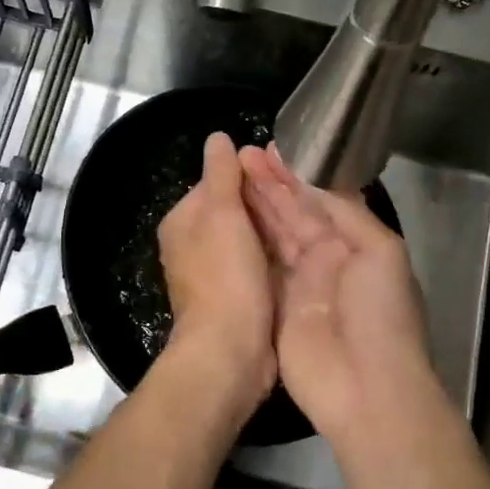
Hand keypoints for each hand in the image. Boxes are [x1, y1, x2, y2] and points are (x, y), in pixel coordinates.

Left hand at [157, 132, 276, 414]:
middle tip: (303, 200)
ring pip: (249, 240)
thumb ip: (221, 174)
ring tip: (308, 225)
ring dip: (273, 234)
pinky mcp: (234, 298)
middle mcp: (191, 246)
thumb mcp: (223, 214)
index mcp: (181, 222)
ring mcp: (213, 274)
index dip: (248, 176)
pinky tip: (299, 258)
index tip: (282, 175)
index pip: (216, 182)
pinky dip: (274, 261)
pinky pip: (257, 267)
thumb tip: (217, 137)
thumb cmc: (226, 276)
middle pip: (233, 212)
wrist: (230, 351)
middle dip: (263, 206)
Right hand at [238, 144, 440, 443]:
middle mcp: (325, 259)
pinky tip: (228, 219)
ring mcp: (298, 284)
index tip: (269, 148)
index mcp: (355, 244)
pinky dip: (245, 243)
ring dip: (255, 206)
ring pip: (274, 235)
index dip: (296, 174)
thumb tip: (313, 182)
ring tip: (230, 176)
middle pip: (293, 214)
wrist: (367, 388)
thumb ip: (348, 213)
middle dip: (270, 184)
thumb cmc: (380, 314)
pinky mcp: (274, 307)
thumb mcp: (380, 252)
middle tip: (241, 155)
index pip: (321, 199)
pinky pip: (258, 268)